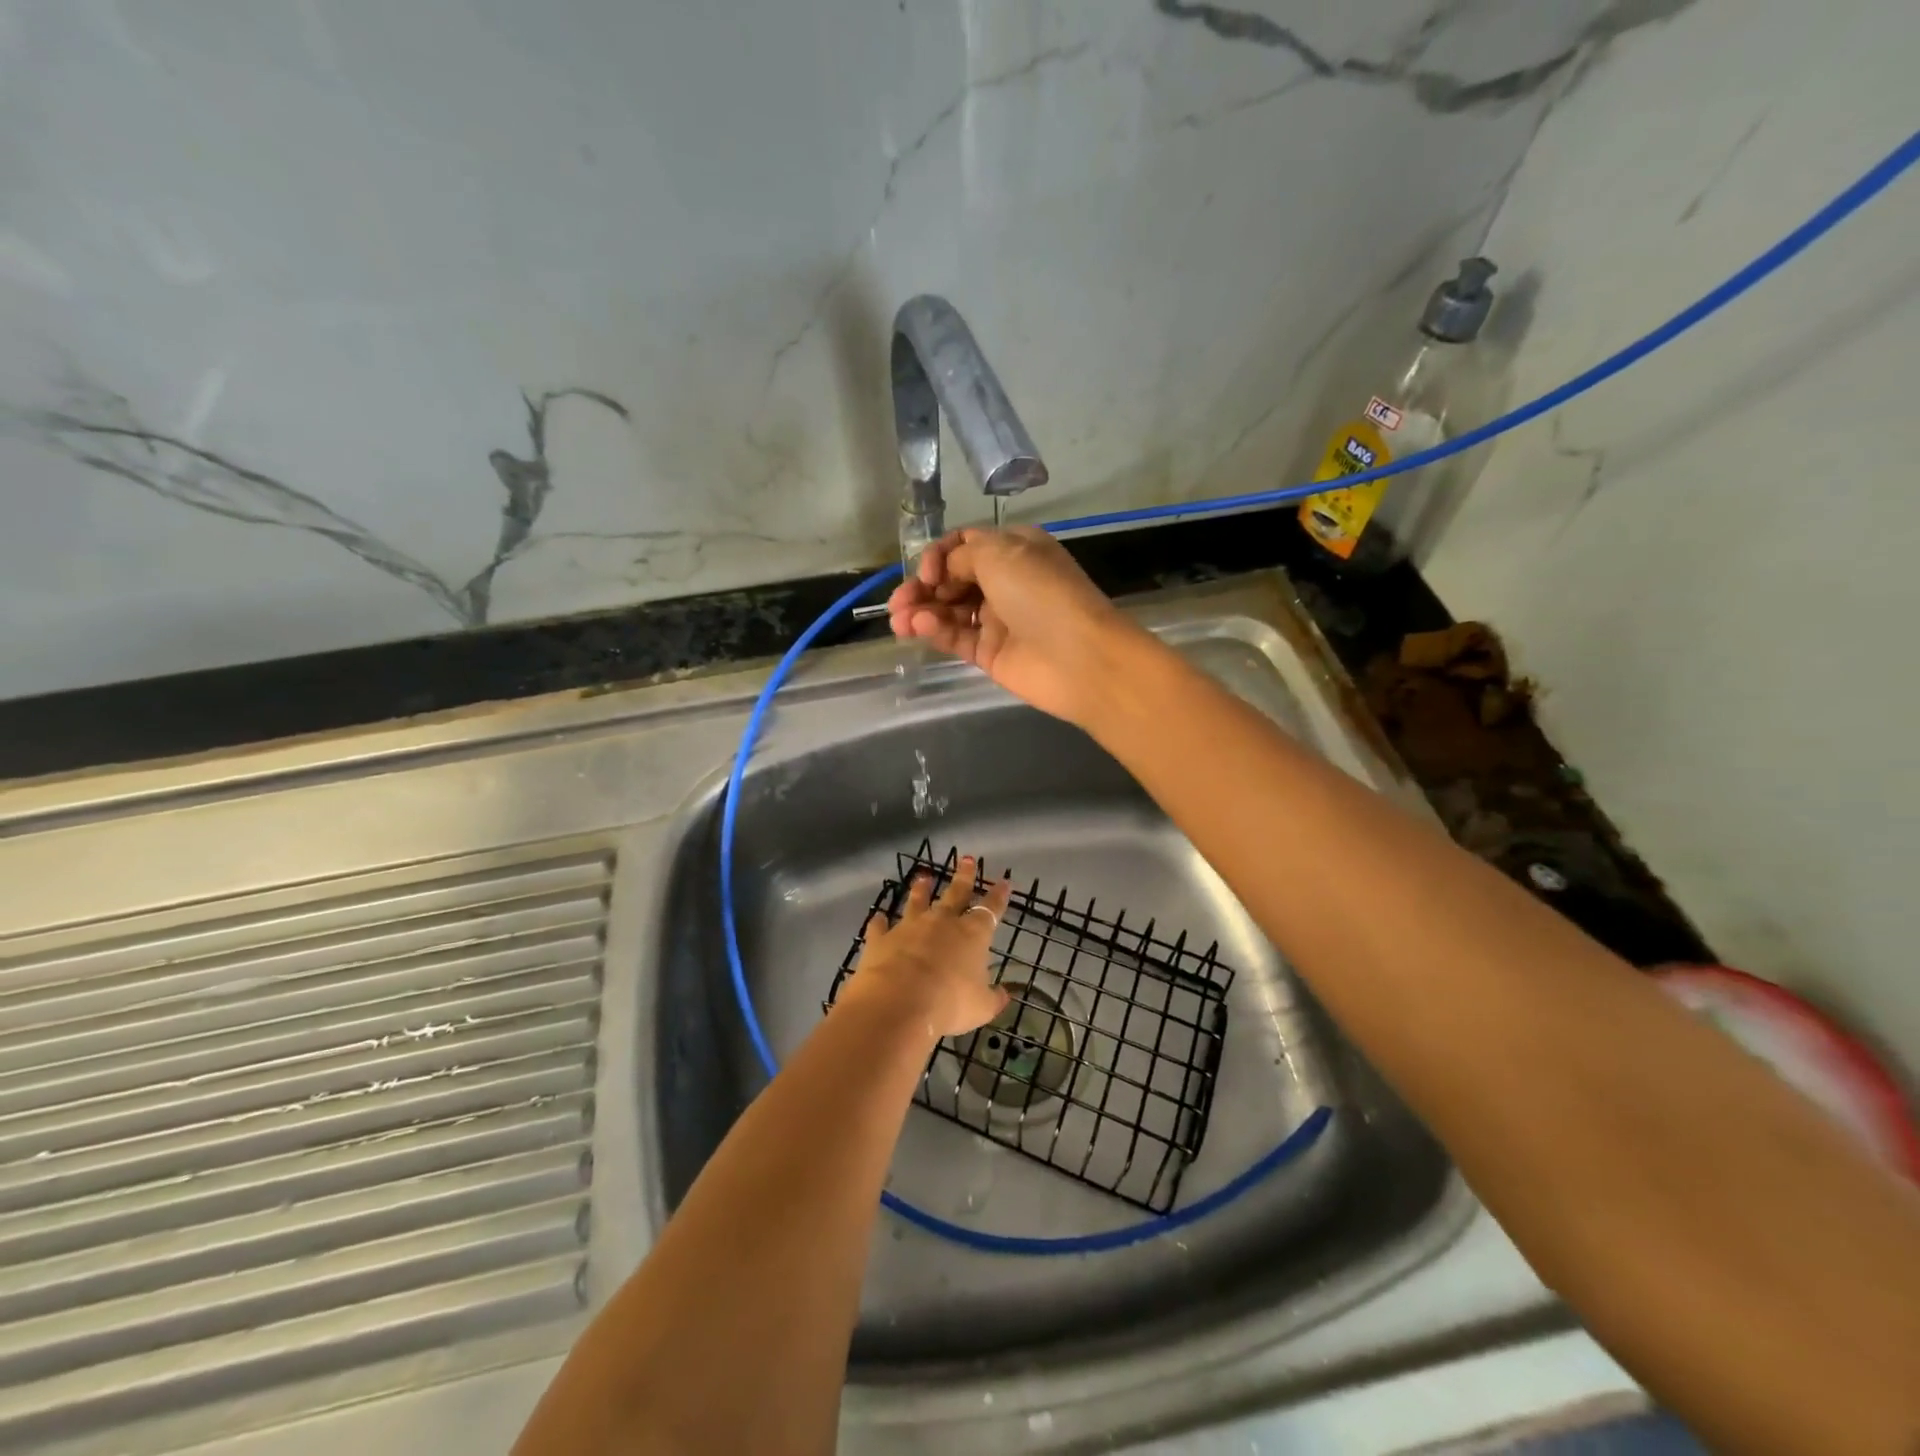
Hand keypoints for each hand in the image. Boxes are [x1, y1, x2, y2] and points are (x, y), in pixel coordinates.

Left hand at [839, 857, 1012, 1040]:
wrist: (899, 1002)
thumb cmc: (949, 1003)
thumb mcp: (981, 1007)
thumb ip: (993, 998)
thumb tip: (1005, 994)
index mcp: (972, 935)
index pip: (990, 910)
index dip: (998, 896)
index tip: (1003, 881)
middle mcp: (942, 923)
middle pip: (955, 893)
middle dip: (964, 876)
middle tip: (967, 859)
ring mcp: (909, 927)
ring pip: (917, 902)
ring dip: (920, 890)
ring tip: (923, 877)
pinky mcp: (882, 939)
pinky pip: (880, 927)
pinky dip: (880, 923)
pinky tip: (878, 918)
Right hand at [886, 527, 1150, 727]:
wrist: (1078, 657)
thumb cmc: (1041, 593)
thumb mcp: (1000, 553)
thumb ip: (962, 555)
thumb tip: (943, 570)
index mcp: (1014, 549)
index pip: (964, 545)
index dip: (939, 555)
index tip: (926, 571)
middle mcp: (1005, 581)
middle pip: (951, 579)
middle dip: (922, 587)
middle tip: (898, 602)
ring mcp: (997, 619)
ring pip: (949, 610)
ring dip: (921, 610)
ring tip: (900, 621)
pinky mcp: (990, 653)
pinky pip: (955, 637)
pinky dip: (935, 630)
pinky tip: (920, 627)